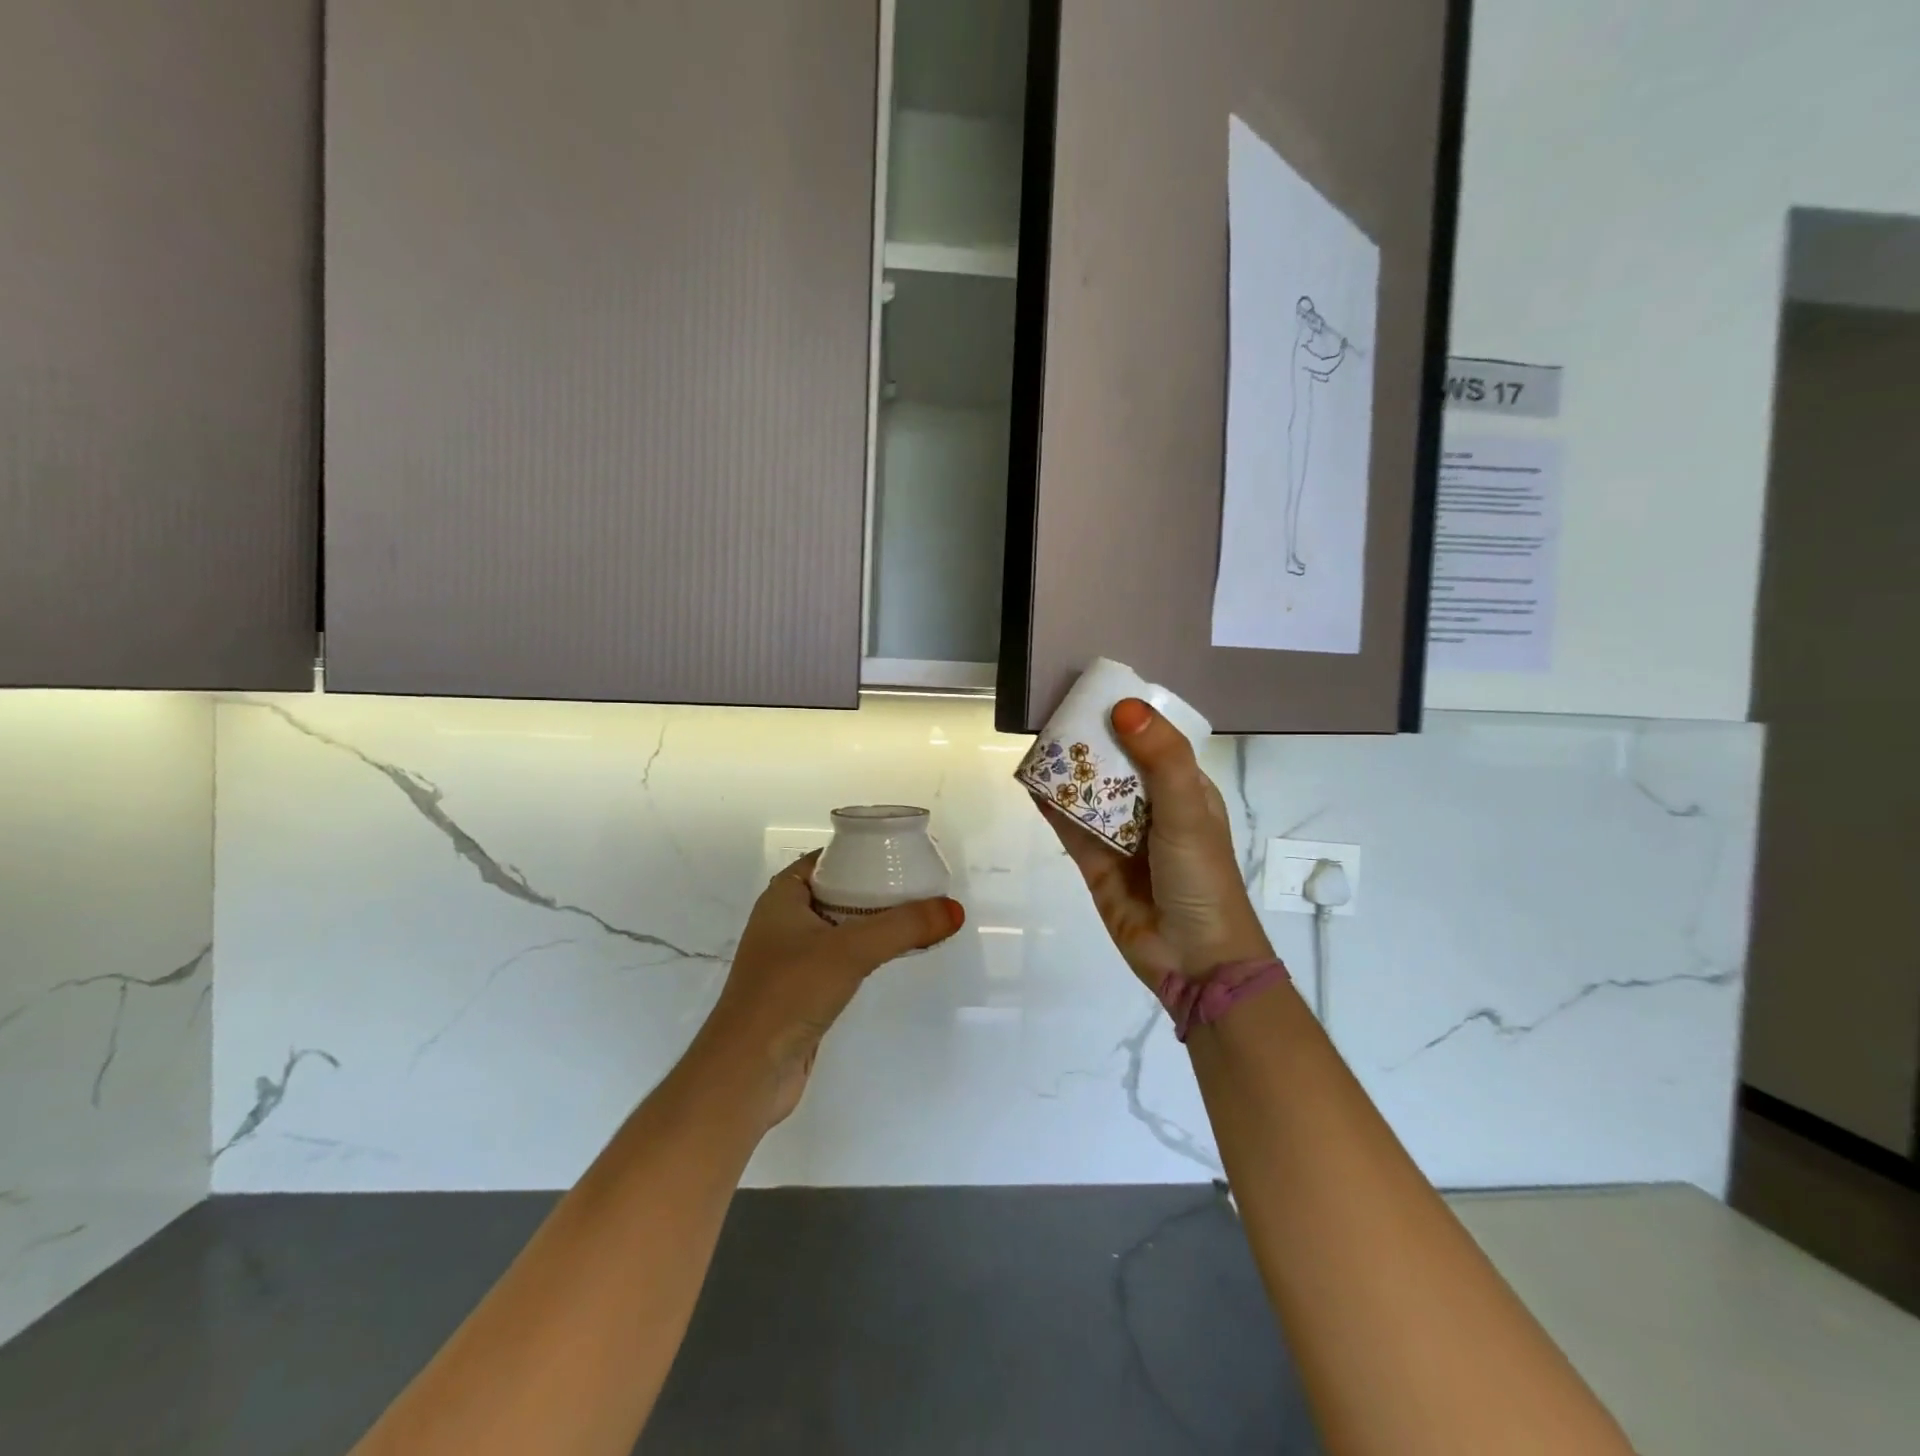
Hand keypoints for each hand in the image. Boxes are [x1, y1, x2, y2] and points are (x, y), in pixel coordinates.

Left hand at [696, 853, 962, 1127]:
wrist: (747, 1074)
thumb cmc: (789, 994)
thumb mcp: (850, 950)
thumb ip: (904, 927)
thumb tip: (955, 909)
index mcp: (782, 897)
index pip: (826, 859)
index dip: (861, 851)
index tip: (901, 853)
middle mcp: (783, 921)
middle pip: (837, 891)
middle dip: (875, 887)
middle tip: (919, 884)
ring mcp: (791, 959)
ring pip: (840, 927)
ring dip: (873, 922)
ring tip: (916, 916)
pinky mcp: (802, 992)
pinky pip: (841, 959)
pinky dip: (866, 953)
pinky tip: (893, 956)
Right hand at [1039, 699, 1271, 988]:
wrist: (1194, 960)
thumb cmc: (1202, 878)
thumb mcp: (1189, 812)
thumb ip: (1161, 760)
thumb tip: (1124, 707)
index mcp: (1185, 791)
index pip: (1155, 743)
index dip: (1129, 718)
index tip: (1096, 693)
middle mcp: (1153, 809)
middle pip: (1116, 766)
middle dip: (1091, 742)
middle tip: (1056, 714)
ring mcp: (1123, 838)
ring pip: (1090, 795)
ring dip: (1068, 772)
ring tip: (1038, 742)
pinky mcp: (1096, 864)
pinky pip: (1071, 828)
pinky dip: (1052, 806)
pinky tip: (1031, 783)